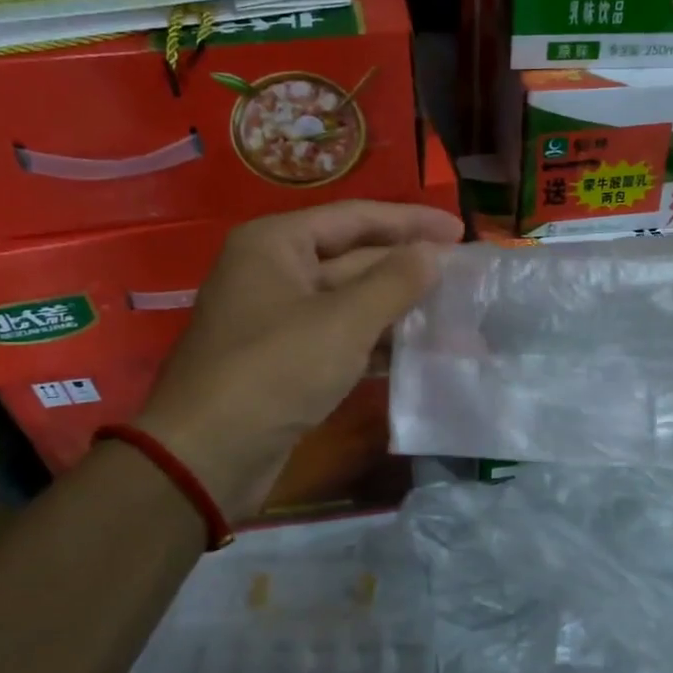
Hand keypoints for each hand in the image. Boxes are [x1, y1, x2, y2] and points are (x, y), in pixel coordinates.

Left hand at [132, 200, 462, 519]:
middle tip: (465, 276)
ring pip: (349, 301)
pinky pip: (340, 336)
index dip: (411, 222)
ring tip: (453, 313)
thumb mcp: (343, 321)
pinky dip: (376, 341)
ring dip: (398, 308)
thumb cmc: (275, 370)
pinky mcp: (285, 360)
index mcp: (276, 243)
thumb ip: (395, 282)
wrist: (208, 455)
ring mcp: (278, 318)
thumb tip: (433, 254)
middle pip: (354, 257)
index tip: (461, 231)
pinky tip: (416, 350)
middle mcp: (274, 271)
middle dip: (408, 268)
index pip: (355, 217)